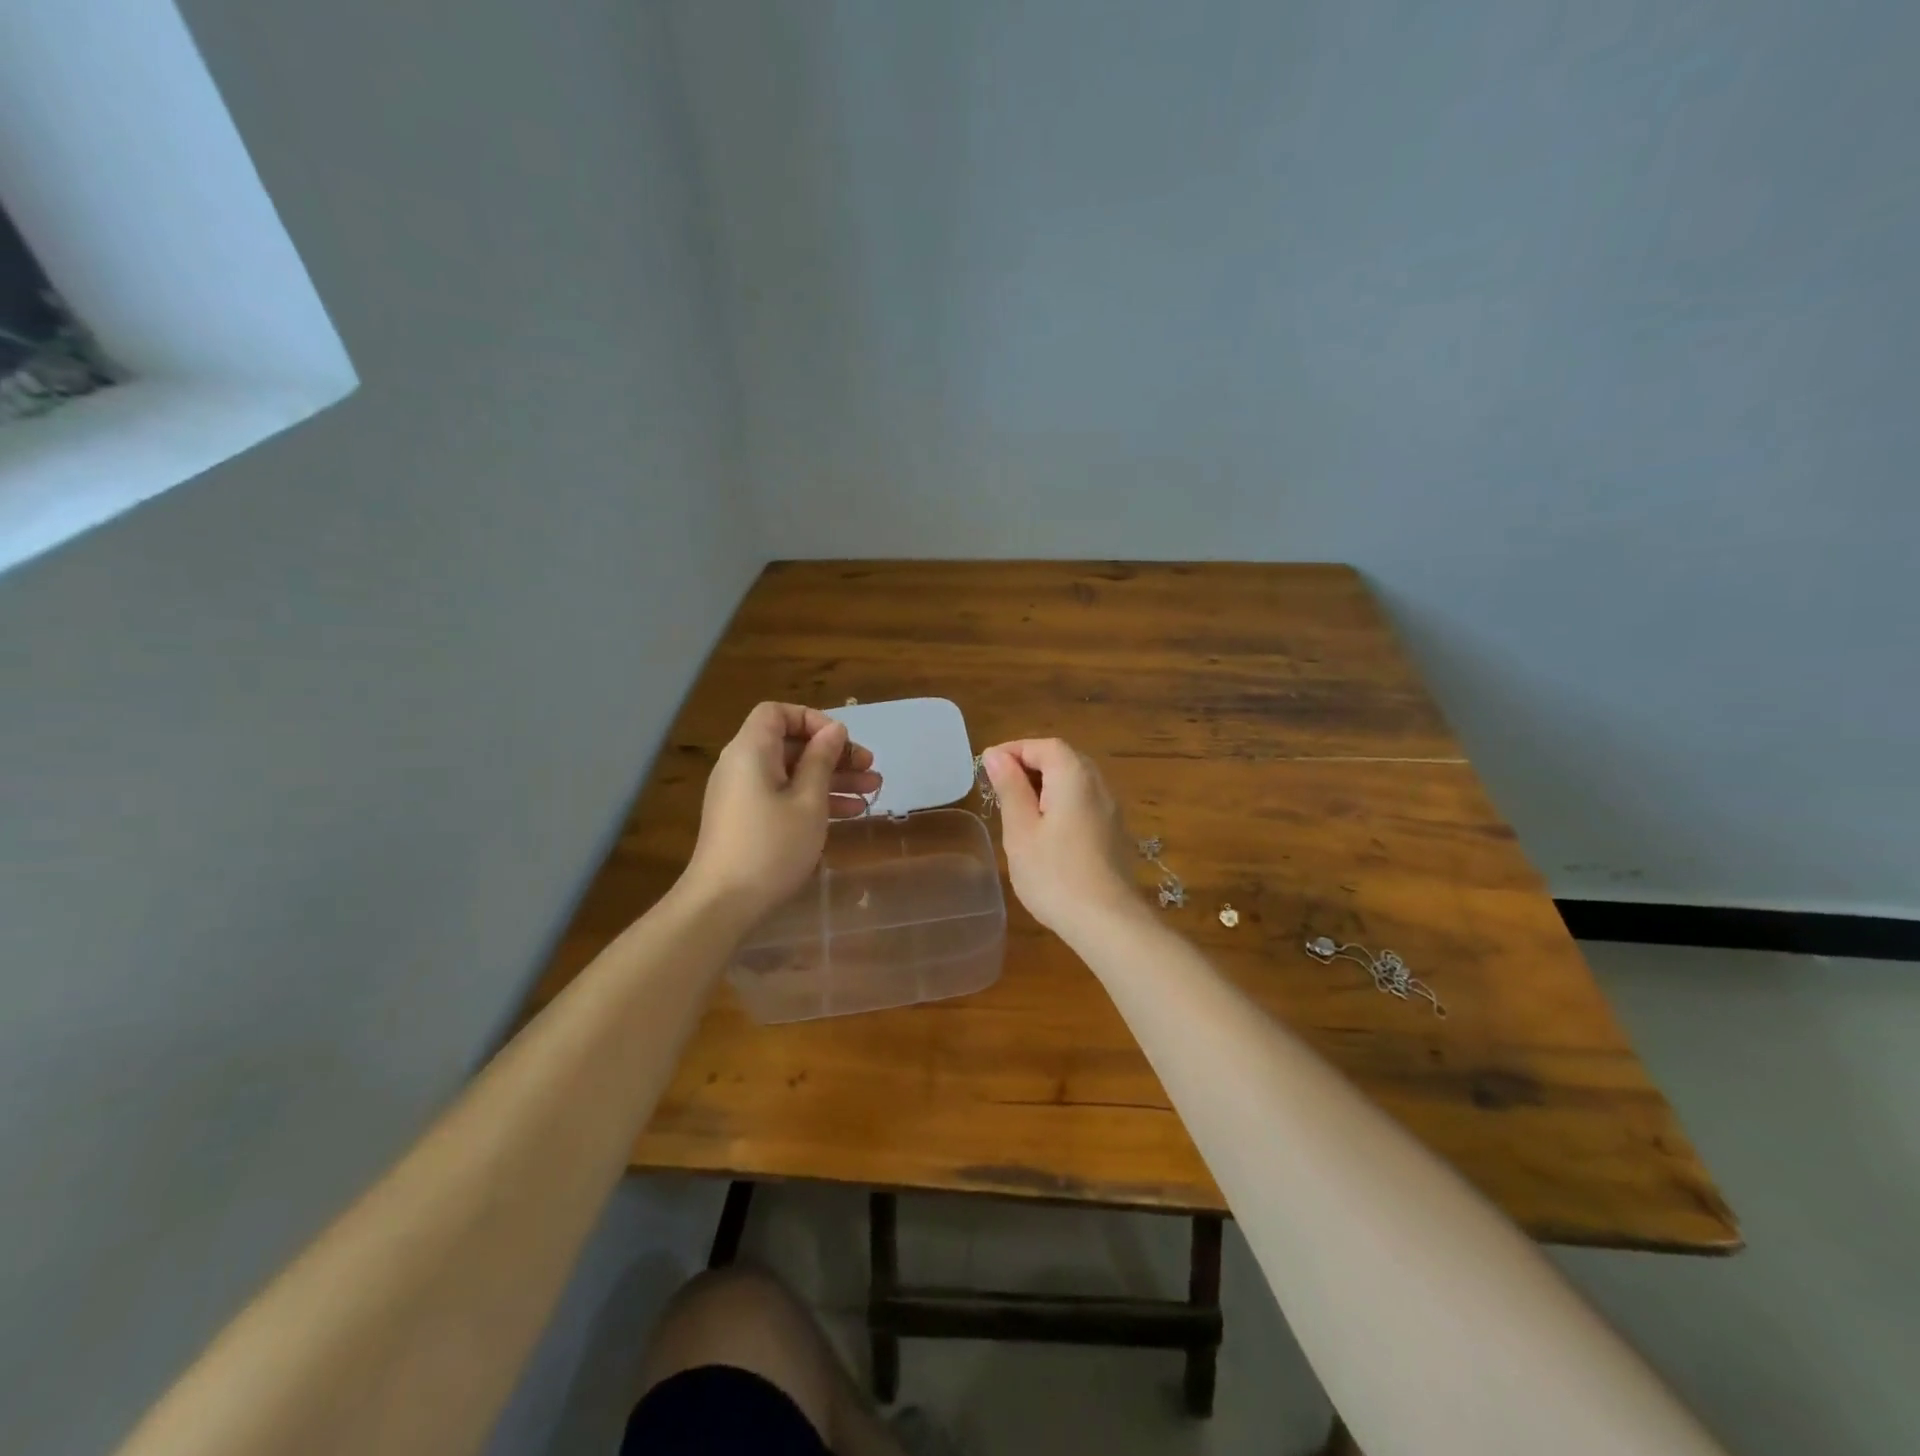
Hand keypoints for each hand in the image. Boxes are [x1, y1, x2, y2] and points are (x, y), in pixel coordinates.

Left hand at [682, 703, 880, 922]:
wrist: (723, 903)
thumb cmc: (771, 845)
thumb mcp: (808, 801)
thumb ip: (822, 761)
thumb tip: (834, 730)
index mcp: (751, 751)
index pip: (778, 713)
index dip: (812, 720)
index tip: (841, 742)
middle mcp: (742, 765)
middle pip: (790, 744)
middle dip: (833, 754)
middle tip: (870, 769)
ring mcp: (743, 794)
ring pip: (792, 773)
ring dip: (832, 779)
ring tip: (872, 792)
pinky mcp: (747, 820)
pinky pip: (783, 796)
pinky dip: (813, 799)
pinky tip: (850, 813)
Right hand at [982, 739, 1141, 935]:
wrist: (1107, 921)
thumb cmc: (1054, 874)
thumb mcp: (1021, 830)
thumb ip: (1010, 788)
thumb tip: (997, 756)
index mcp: (1074, 776)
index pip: (1044, 746)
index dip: (1014, 750)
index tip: (987, 766)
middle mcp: (1098, 784)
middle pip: (1063, 759)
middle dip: (1030, 765)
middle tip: (1000, 784)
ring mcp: (1111, 809)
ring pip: (1075, 781)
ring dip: (1046, 785)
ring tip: (1018, 807)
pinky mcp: (1114, 832)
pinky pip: (1084, 802)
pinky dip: (1061, 803)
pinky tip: (1045, 830)